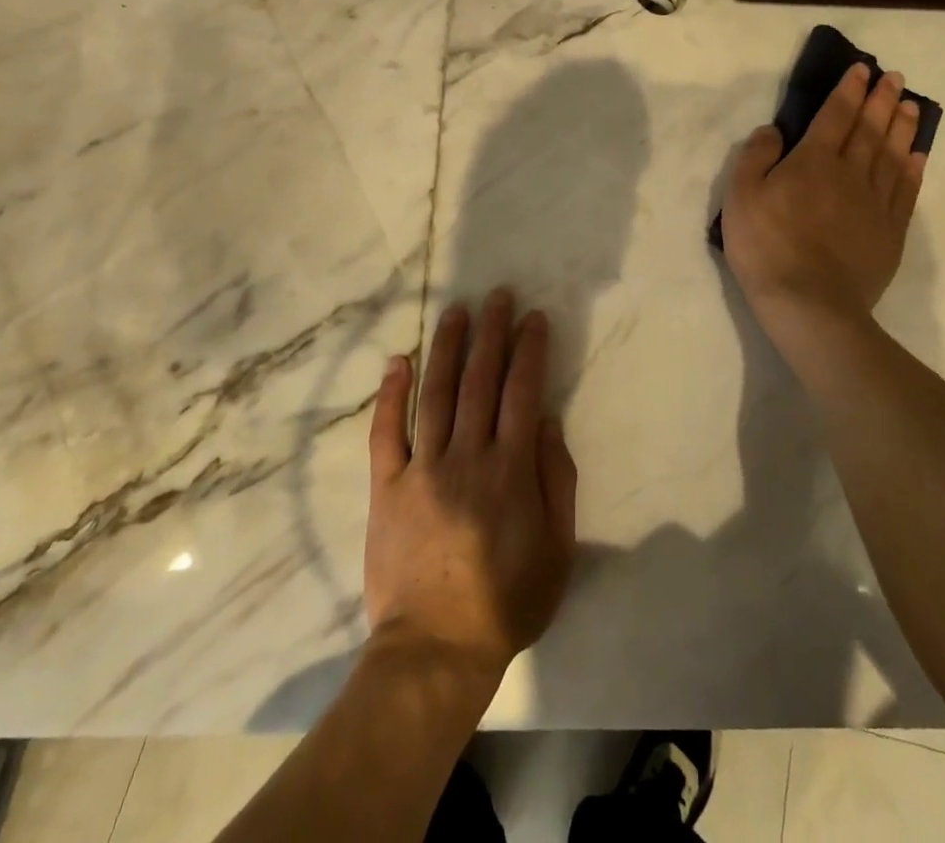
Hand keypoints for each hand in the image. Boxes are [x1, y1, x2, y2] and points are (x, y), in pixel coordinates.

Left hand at [363, 290, 577, 681]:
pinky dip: (391, 394)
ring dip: (448, 348)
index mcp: (510, 469)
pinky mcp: (386, 486)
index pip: (522, 391)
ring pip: (437, 394)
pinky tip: (398, 360)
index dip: (529, 349)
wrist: (435, 649)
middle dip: (491, 333)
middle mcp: (466, 456)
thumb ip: (557, 479)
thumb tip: (547, 419)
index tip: (533, 317)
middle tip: (497, 295)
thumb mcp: (557, 548)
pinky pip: (386, 432)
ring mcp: (422, 468)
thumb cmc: (506, 600)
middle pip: (480, 381)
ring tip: (457, 311)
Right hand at [722, 62, 925, 332]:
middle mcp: (850, 173)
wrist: (809, 304)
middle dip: (881, 100)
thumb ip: (756, 157)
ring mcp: (875, 203)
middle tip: (894, 77)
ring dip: (902, 127)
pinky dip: (913, 169)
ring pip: (893, 155)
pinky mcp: (890, 232)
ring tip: (911, 105)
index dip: (848, 91)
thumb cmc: (766, 247)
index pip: (835, 116)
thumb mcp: (740, 197)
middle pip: (870, 129)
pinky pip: (906, 191)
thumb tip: (774, 129)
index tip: (861, 70)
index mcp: (813, 161)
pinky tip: (918, 155)